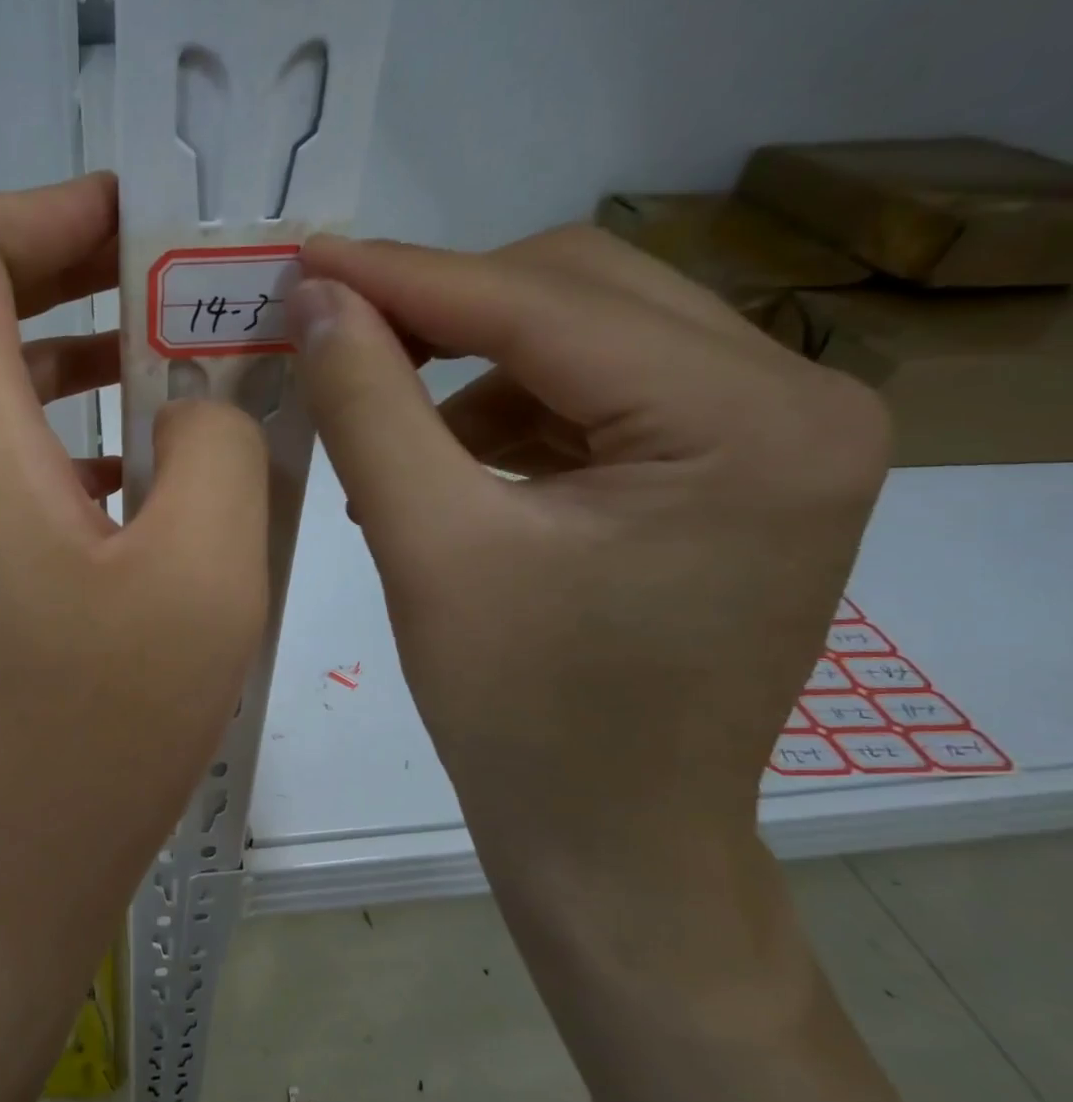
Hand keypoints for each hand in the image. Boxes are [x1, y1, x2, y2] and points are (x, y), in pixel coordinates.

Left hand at [0, 177, 268, 1101]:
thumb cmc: (85, 739)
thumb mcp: (201, 577)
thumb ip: (218, 448)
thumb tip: (201, 405)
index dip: (48, 208)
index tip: (148, 228)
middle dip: (74, 274)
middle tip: (182, 288)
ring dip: (73, 361)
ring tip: (179, 374)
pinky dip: (59, 439)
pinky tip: (141, 482)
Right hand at [290, 228, 889, 915]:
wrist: (609, 841)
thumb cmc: (520, 715)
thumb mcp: (426, 546)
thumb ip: (367, 405)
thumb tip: (315, 300)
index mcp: (748, 423)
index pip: (543, 304)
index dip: (404, 277)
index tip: (304, 260)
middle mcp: (797, 402)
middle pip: (581, 294)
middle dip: (443, 310)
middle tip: (336, 336)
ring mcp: (773, 438)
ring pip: (585, 338)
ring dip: (469, 367)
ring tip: (388, 438)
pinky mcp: (731, 473)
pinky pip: (599, 397)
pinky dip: (507, 413)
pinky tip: (446, 468)